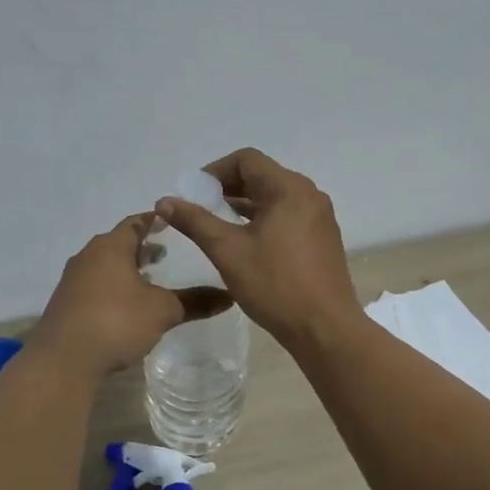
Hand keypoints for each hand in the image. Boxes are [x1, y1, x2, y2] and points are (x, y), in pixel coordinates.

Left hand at [30, 213, 232, 374]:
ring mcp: (72, 280)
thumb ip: (195, 302)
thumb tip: (229, 296)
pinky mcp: (65, 304)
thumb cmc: (116, 321)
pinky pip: (93, 285)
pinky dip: (112, 287)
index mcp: (111, 246)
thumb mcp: (162, 311)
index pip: (136, 222)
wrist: (63, 360)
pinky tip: (124, 306)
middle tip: (165, 253)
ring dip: (125, 269)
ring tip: (148, 280)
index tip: (173, 222)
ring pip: (104, 265)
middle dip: (141, 247)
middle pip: (118, 243)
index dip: (155, 221)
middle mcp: (88, 256)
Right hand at [154, 149, 361, 353]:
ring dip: (245, 204)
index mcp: (289, 189)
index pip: (246, 159)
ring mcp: (320, 216)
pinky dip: (264, 218)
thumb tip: (164, 201)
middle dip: (228, 188)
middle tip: (201, 209)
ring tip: (218, 225)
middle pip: (262, 175)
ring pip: (275, 196)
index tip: (194, 194)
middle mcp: (309, 194)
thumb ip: (195, 221)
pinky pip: (289, 214)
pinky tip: (247, 242)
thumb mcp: (227, 251)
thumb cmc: (275, 285)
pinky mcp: (323, 237)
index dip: (215, 171)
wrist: (325, 329)